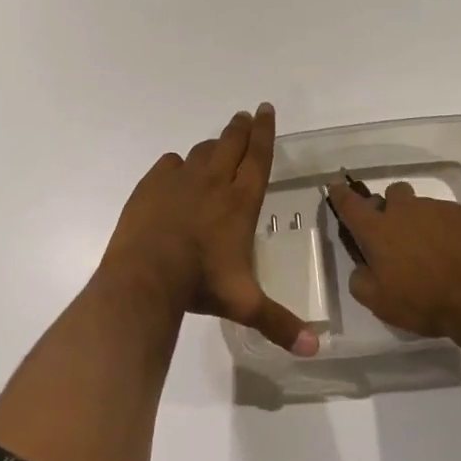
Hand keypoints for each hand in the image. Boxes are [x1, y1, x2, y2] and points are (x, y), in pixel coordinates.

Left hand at [102, 104, 317, 355]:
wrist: (145, 277)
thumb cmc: (200, 285)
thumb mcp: (245, 305)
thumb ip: (280, 323)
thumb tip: (315, 350)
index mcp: (240, 201)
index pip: (258, 157)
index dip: (265, 132)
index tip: (266, 109)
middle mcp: (213, 182)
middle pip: (231, 143)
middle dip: (241, 127)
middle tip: (245, 114)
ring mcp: (180, 180)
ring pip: (201, 151)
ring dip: (213, 145)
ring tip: (218, 144)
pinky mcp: (152, 184)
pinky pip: (170, 164)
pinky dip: (178, 165)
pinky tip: (177, 171)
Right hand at [327, 181, 460, 340]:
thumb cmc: (426, 301)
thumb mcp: (381, 303)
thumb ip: (361, 282)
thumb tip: (361, 268)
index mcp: (378, 229)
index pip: (350, 204)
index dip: (340, 195)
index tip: (335, 187)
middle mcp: (405, 210)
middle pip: (392, 194)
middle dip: (391, 208)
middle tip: (398, 235)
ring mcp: (438, 209)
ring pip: (423, 207)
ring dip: (422, 223)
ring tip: (435, 253)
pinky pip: (451, 217)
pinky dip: (449, 232)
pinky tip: (459, 256)